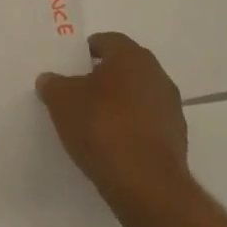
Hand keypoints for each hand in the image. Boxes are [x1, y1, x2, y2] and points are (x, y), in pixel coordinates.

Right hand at [37, 32, 190, 213]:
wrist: (147, 185)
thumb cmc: (102, 127)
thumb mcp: (62, 101)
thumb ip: (53, 85)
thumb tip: (50, 80)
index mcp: (132, 57)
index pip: (107, 41)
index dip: (85, 52)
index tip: (69, 67)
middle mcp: (157, 75)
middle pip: (124, 68)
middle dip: (101, 78)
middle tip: (76, 93)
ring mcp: (171, 108)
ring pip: (137, 96)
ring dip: (118, 104)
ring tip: (92, 123)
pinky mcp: (176, 139)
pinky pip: (146, 124)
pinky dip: (130, 128)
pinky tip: (112, 145)